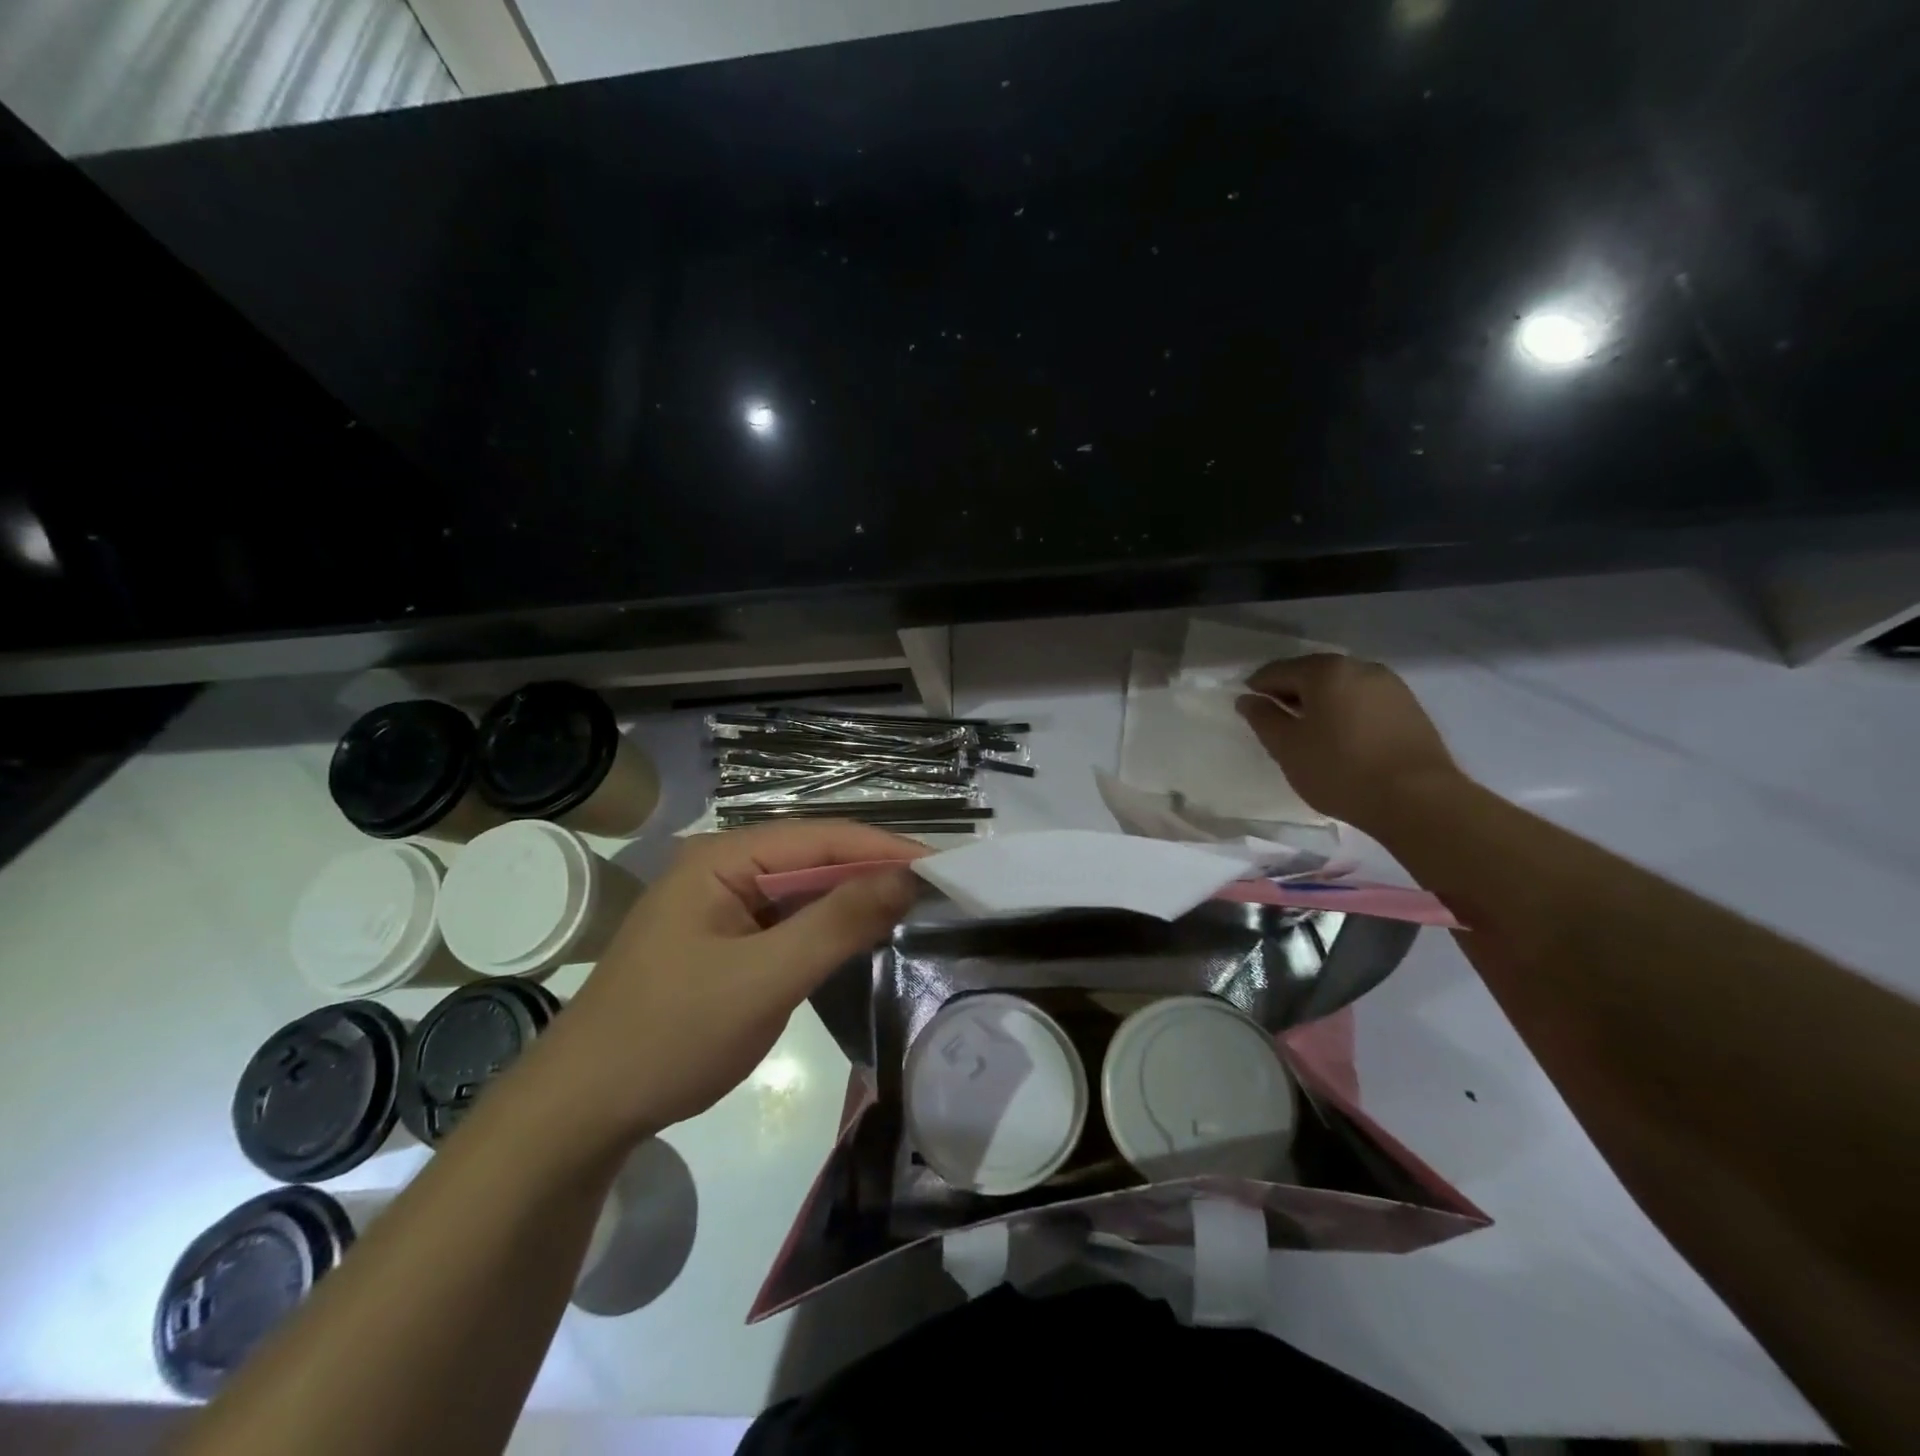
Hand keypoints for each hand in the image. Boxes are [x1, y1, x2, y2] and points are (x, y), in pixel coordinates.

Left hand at [536, 822, 924, 1145]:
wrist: (582, 1111)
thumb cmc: (671, 1035)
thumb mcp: (763, 979)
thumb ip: (836, 924)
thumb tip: (905, 877)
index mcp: (723, 858)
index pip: (821, 838)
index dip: (884, 849)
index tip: (943, 868)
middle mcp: (722, 867)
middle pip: (813, 858)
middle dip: (872, 873)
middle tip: (936, 893)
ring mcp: (720, 904)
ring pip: (802, 890)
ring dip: (852, 900)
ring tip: (910, 910)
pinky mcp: (723, 940)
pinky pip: (786, 921)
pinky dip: (825, 928)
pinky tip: (857, 939)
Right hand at [1236, 654, 1459, 832]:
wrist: (1418, 799)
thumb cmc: (1340, 770)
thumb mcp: (1287, 747)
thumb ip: (1263, 718)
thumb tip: (1247, 699)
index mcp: (1325, 671)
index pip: (1277, 671)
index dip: (1257, 688)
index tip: (1249, 709)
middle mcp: (1360, 667)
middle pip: (1312, 674)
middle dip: (1290, 693)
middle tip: (1277, 722)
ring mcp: (1390, 685)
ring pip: (1341, 687)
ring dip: (1320, 703)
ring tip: (1310, 733)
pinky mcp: (1410, 707)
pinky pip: (1364, 700)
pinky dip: (1346, 711)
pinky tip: (1342, 738)